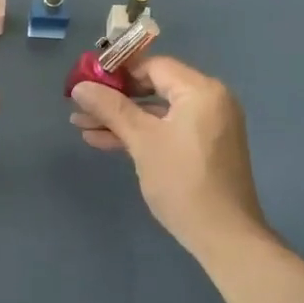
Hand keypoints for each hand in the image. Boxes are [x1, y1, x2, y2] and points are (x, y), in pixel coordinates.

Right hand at [70, 55, 264, 252]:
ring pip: (157, 112)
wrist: (224, 237)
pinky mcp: (203, 148)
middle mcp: (210, 100)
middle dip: (114, 98)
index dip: (117, 71)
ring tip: (81, 124)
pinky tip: (103, 140)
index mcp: (201, 90)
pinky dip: (141, 133)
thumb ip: (111, 108)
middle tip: (80, 104)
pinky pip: (167, 129)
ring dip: (122, 118)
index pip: (153, 65)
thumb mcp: (142, 141)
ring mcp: (208, 125)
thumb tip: (79, 86)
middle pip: (154, 87)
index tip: (86, 80)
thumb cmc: (182, 181)